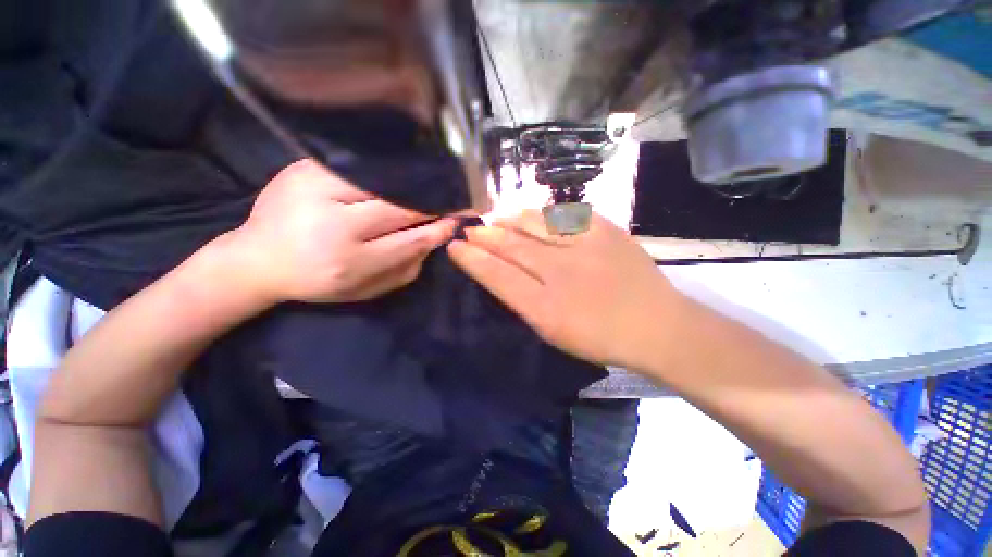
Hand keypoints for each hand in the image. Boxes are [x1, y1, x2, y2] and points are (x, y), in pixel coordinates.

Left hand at [223, 159, 456, 303]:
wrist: (257, 259)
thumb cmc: (318, 282)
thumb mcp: (366, 290)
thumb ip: (405, 268)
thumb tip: (436, 239)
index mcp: (350, 262)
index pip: (412, 240)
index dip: (440, 228)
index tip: (458, 219)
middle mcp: (334, 226)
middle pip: (400, 207)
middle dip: (431, 203)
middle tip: (451, 199)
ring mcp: (315, 190)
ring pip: (383, 182)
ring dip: (411, 185)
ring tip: (429, 186)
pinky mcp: (304, 169)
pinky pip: (358, 166)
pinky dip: (384, 170)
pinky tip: (397, 175)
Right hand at [447, 210, 682, 367]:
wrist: (657, 324)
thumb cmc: (600, 337)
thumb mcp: (553, 332)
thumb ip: (524, 301)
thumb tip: (501, 273)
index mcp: (545, 308)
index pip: (497, 276)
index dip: (473, 260)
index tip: (455, 247)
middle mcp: (560, 273)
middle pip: (512, 247)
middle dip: (485, 236)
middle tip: (469, 229)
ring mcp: (585, 247)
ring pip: (534, 224)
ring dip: (509, 220)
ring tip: (495, 217)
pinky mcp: (605, 230)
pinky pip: (564, 215)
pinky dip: (542, 213)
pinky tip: (531, 214)